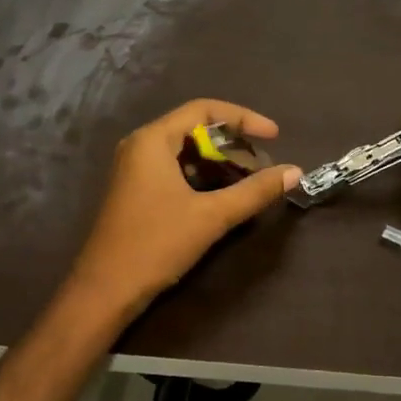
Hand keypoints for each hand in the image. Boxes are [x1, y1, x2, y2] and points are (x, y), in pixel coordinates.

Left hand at [65, 99, 299, 322]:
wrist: (105, 291)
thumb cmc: (156, 244)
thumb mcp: (211, 216)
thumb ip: (254, 191)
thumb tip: (294, 171)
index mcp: (152, 140)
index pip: (203, 110)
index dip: (242, 118)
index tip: (274, 136)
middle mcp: (141, 145)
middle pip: (194, 128)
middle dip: (232, 143)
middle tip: (262, 163)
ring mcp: (135, 168)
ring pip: (185, 151)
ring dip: (218, 161)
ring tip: (249, 179)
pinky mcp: (136, 190)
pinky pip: (174, 168)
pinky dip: (201, 175)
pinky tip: (223, 194)